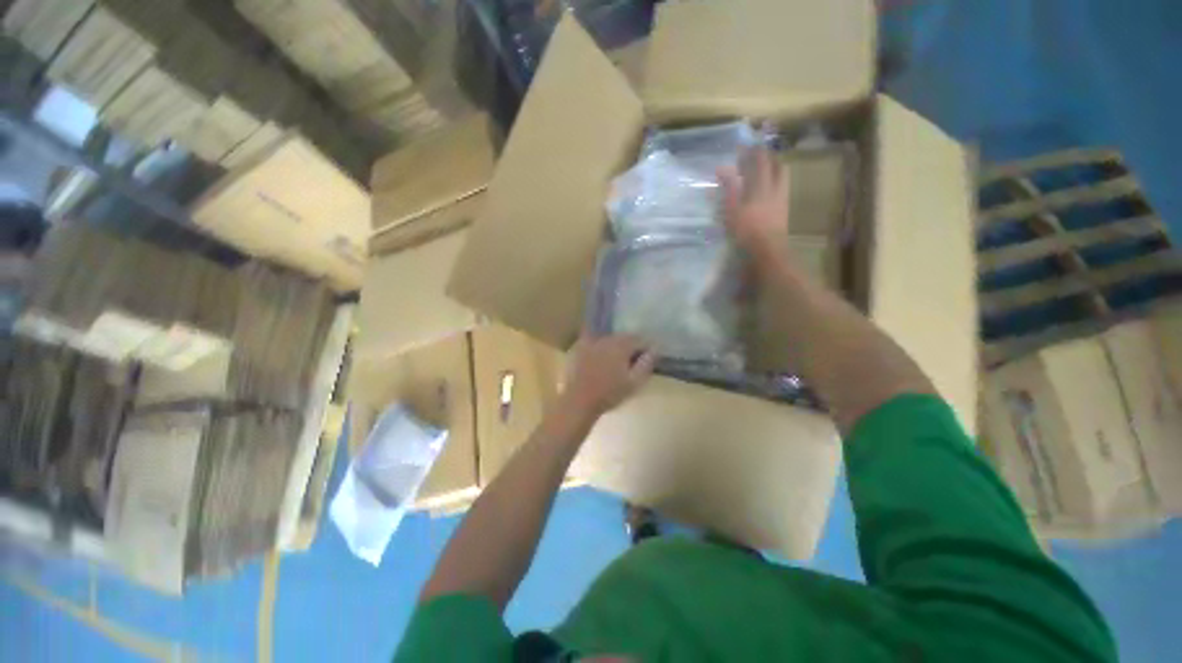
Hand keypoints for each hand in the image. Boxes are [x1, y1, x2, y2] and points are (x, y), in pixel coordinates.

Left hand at [562, 334, 655, 418]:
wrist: (579, 401)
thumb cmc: (609, 394)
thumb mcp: (634, 382)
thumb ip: (646, 363)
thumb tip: (655, 349)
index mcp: (621, 345)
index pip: (639, 339)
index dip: (646, 347)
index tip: (647, 357)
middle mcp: (606, 338)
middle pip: (623, 337)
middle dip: (630, 346)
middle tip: (632, 361)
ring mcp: (590, 342)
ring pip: (608, 339)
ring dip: (615, 346)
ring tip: (616, 362)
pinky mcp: (578, 348)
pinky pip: (594, 342)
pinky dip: (600, 348)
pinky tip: (599, 361)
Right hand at [718, 147, 790, 261]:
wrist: (768, 250)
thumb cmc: (746, 230)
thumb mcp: (732, 208)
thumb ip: (728, 187)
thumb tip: (721, 168)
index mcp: (762, 185)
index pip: (760, 161)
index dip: (752, 151)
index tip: (744, 146)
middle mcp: (776, 188)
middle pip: (777, 166)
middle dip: (768, 158)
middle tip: (757, 156)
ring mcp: (782, 200)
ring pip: (782, 177)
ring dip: (774, 170)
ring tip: (763, 171)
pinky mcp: (783, 211)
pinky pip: (782, 189)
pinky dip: (775, 184)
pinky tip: (766, 191)